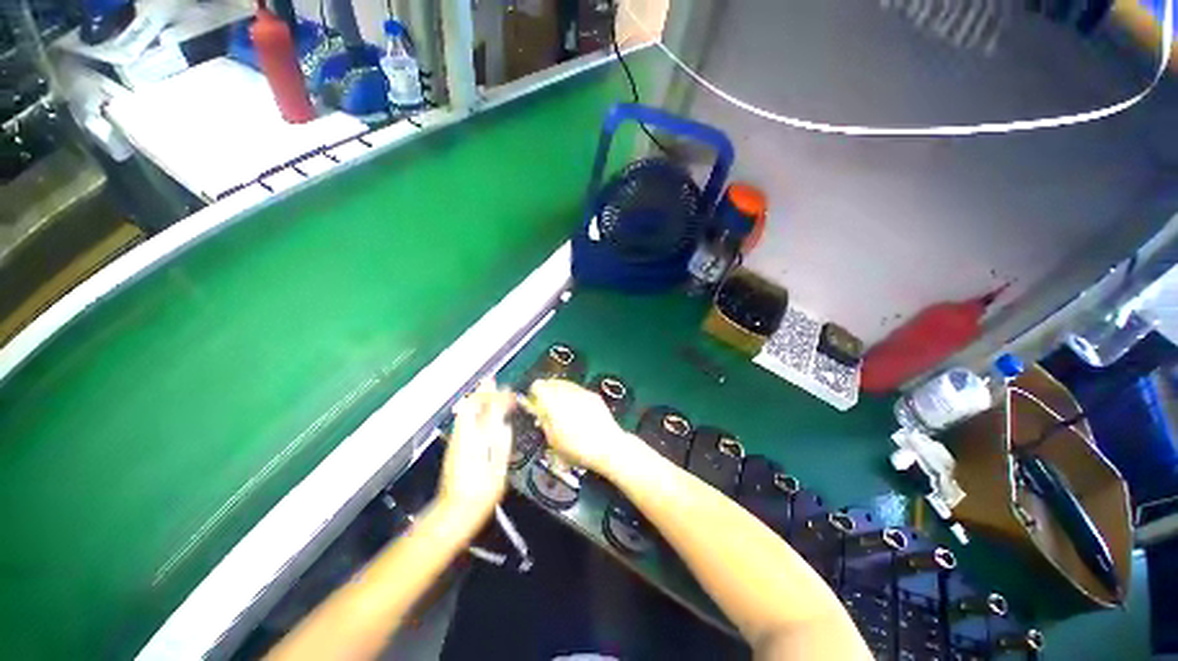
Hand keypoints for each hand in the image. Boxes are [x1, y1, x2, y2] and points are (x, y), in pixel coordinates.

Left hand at [437, 380, 513, 525]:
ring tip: (489, 389)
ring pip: (466, 414)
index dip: (496, 397)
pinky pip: (466, 422)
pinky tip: (482, 412)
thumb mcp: (497, 468)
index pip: (482, 408)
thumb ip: (500, 442)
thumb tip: (503, 421)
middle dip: (483, 393)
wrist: (455, 513)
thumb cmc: (480, 493)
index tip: (510, 393)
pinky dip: (475, 412)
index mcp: (473, 439)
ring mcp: (458, 442)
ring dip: (478, 400)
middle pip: (471, 407)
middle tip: (494, 380)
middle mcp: (463, 436)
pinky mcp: (457, 449)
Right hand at [527, 379, 635, 475]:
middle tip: (545, 407)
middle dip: (547, 392)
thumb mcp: (552, 439)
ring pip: (565, 385)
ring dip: (560, 393)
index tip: (533, 403)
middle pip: (551, 382)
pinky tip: (575, 411)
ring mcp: (582, 392)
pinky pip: (578, 390)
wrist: (607, 447)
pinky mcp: (594, 396)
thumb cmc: (578, 448)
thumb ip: (543, 422)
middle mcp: (567, 392)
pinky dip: (574, 396)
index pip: (537, 386)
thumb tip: (538, 414)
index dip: (533, 394)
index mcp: (552, 401)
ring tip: (560, 410)